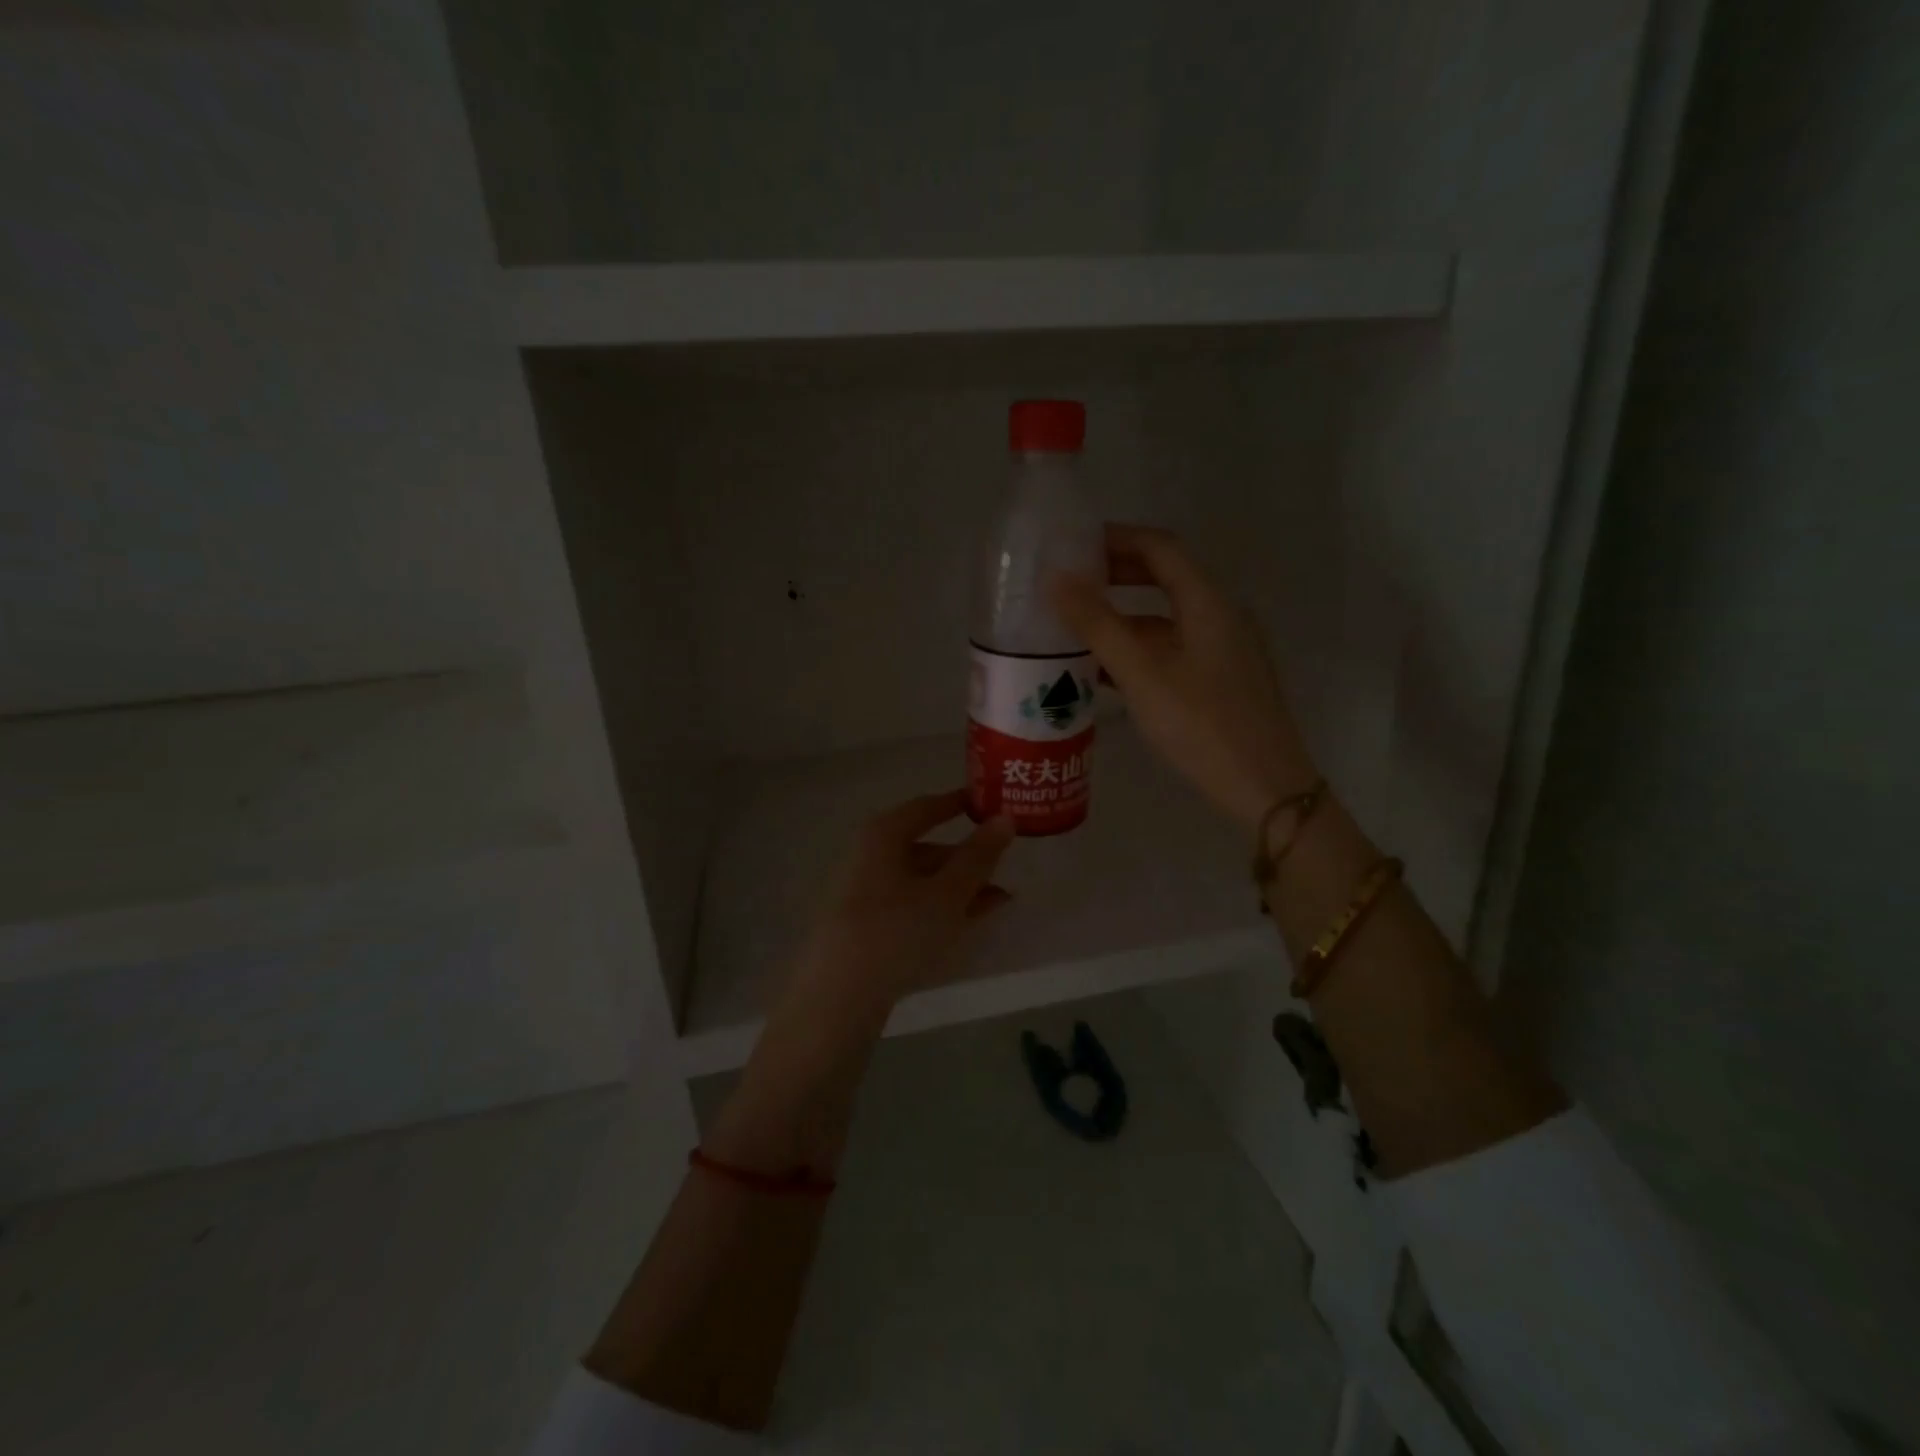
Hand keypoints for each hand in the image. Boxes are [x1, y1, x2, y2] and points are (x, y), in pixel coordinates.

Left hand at [777, 790, 1013, 1036]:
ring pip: (921, 879)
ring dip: (960, 886)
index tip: (990, 804)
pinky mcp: (865, 926)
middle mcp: (869, 856)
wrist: (838, 996)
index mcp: (883, 834)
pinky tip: (970, 920)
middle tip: (1005, 862)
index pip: (927, 807)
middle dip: (967, 856)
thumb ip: (978, 856)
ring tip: (1000, 898)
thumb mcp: (947, 893)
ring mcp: (864, 892)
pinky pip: (910, 904)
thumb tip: (1004, 819)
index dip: (959, 804)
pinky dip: (941, 907)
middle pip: (924, 846)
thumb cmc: (897, 930)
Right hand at [1051, 523, 1314, 830]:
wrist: (1264, 787)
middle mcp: (1220, 616)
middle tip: (1070, 584)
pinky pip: (1172, 650)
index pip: (1161, 548)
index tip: (1073, 545)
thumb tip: (1055, 579)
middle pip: (1165, 579)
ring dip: (1123, 618)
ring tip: (1076, 629)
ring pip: (1166, 619)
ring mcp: (1223, 650)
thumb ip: (1097, 625)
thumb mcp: (1142, 673)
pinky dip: (1138, 650)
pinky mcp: (1220, 680)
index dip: (1116, 539)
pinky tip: (1104, 673)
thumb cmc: (1202, 724)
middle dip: (1116, 576)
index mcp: (1208, 602)